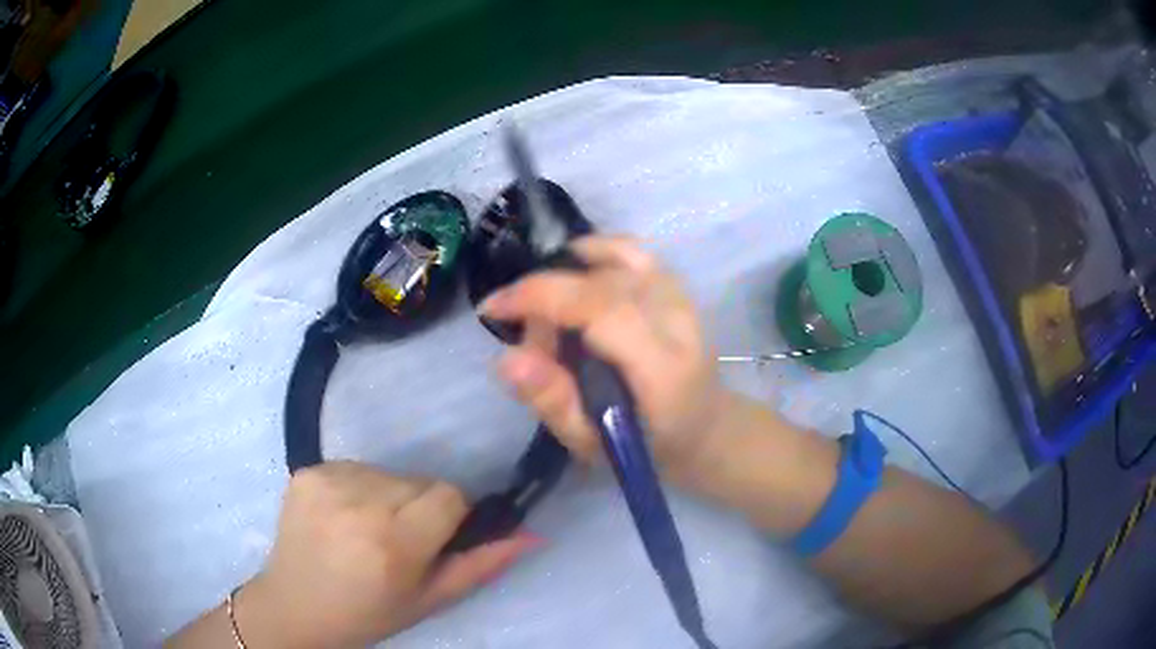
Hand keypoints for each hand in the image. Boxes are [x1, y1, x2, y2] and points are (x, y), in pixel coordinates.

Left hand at [236, 463, 538, 647]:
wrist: (294, 606)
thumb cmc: (367, 614)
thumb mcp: (429, 600)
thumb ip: (481, 565)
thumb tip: (534, 534)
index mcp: (393, 543)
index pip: (449, 495)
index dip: (450, 517)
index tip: (434, 539)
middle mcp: (359, 503)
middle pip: (419, 481)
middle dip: (420, 507)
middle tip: (397, 541)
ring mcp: (327, 481)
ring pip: (389, 472)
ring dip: (389, 496)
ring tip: (366, 530)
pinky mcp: (306, 470)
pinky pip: (355, 467)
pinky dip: (357, 488)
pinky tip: (340, 517)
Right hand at [480, 235, 730, 474]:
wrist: (703, 427)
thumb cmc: (645, 445)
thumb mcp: (592, 442)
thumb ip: (551, 400)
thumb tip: (506, 360)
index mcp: (662, 368)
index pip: (599, 308)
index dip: (539, 297)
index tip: (493, 309)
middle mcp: (678, 320)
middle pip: (599, 280)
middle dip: (545, 297)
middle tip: (532, 339)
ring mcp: (682, 296)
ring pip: (612, 257)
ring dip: (566, 276)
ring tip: (555, 315)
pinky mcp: (677, 284)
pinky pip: (629, 249)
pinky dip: (593, 254)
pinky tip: (575, 278)